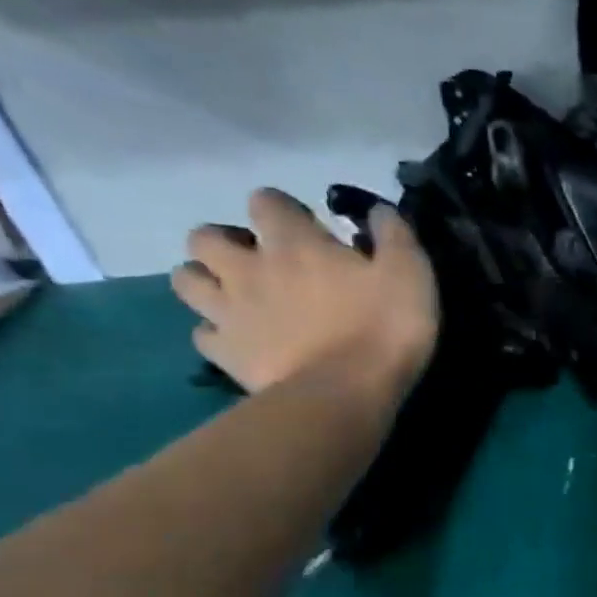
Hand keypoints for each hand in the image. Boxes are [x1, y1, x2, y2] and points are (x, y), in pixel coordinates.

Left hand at [172, 188, 439, 397]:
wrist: (344, 395)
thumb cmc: (383, 329)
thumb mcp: (410, 274)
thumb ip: (393, 235)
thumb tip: (377, 210)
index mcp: (294, 243)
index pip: (266, 201)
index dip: (282, 208)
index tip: (307, 226)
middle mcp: (248, 269)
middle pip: (205, 237)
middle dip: (227, 242)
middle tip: (259, 260)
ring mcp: (229, 312)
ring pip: (187, 279)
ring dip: (207, 280)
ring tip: (237, 294)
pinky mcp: (226, 354)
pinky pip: (203, 334)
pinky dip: (217, 331)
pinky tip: (241, 339)